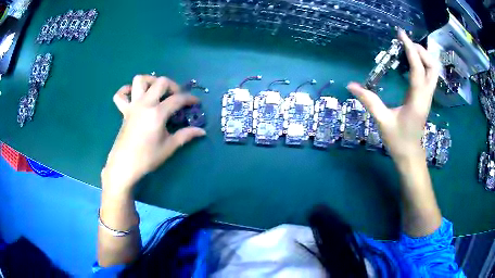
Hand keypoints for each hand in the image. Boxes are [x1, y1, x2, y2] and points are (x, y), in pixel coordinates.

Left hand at [102, 75, 205, 192]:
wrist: (124, 165)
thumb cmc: (147, 158)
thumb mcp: (169, 147)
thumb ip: (185, 135)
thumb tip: (202, 131)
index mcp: (157, 113)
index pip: (177, 99)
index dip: (190, 99)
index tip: (196, 103)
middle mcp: (145, 104)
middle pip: (161, 82)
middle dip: (173, 85)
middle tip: (177, 97)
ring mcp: (132, 105)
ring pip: (139, 80)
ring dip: (150, 81)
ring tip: (156, 91)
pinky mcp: (124, 111)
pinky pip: (121, 94)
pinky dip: (127, 90)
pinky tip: (134, 95)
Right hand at [347, 30, 438, 163]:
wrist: (410, 156)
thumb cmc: (398, 141)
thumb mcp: (382, 122)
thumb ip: (369, 101)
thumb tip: (350, 85)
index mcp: (417, 100)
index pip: (418, 69)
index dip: (410, 49)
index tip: (401, 34)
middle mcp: (426, 96)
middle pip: (433, 67)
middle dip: (421, 51)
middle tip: (406, 44)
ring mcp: (428, 97)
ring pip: (433, 72)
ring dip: (424, 57)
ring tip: (408, 50)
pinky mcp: (425, 99)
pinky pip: (428, 77)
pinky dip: (422, 65)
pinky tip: (410, 64)